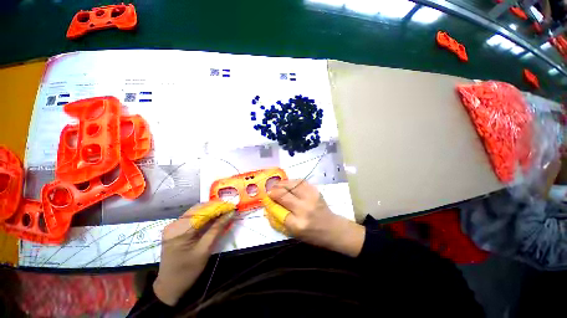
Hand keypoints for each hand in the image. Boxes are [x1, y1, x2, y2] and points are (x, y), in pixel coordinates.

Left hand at [153, 201, 234, 305]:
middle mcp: (174, 224)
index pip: (202, 211)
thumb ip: (217, 229)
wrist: (169, 286)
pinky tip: (214, 218)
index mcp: (180, 230)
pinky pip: (192, 217)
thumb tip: (230, 213)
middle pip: (198, 208)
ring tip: (224, 212)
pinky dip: (204, 216)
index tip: (232, 206)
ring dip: (211, 211)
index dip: (219, 207)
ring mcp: (173, 225)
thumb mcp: (204, 250)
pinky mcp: (175, 228)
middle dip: (215, 207)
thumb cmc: (187, 271)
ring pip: (196, 211)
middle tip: (229, 209)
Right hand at [267, 180, 364, 256]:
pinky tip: (288, 183)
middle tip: (270, 190)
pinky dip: (292, 181)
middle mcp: (304, 209)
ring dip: (281, 184)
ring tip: (277, 185)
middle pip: (284, 195)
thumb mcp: (294, 233)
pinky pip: (300, 182)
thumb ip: (279, 220)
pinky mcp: (315, 191)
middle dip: (274, 191)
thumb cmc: (312, 234)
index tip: (267, 198)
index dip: (271, 202)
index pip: (278, 210)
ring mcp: (311, 198)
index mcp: (297, 224)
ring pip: (292, 185)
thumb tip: (268, 207)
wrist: (332, 228)